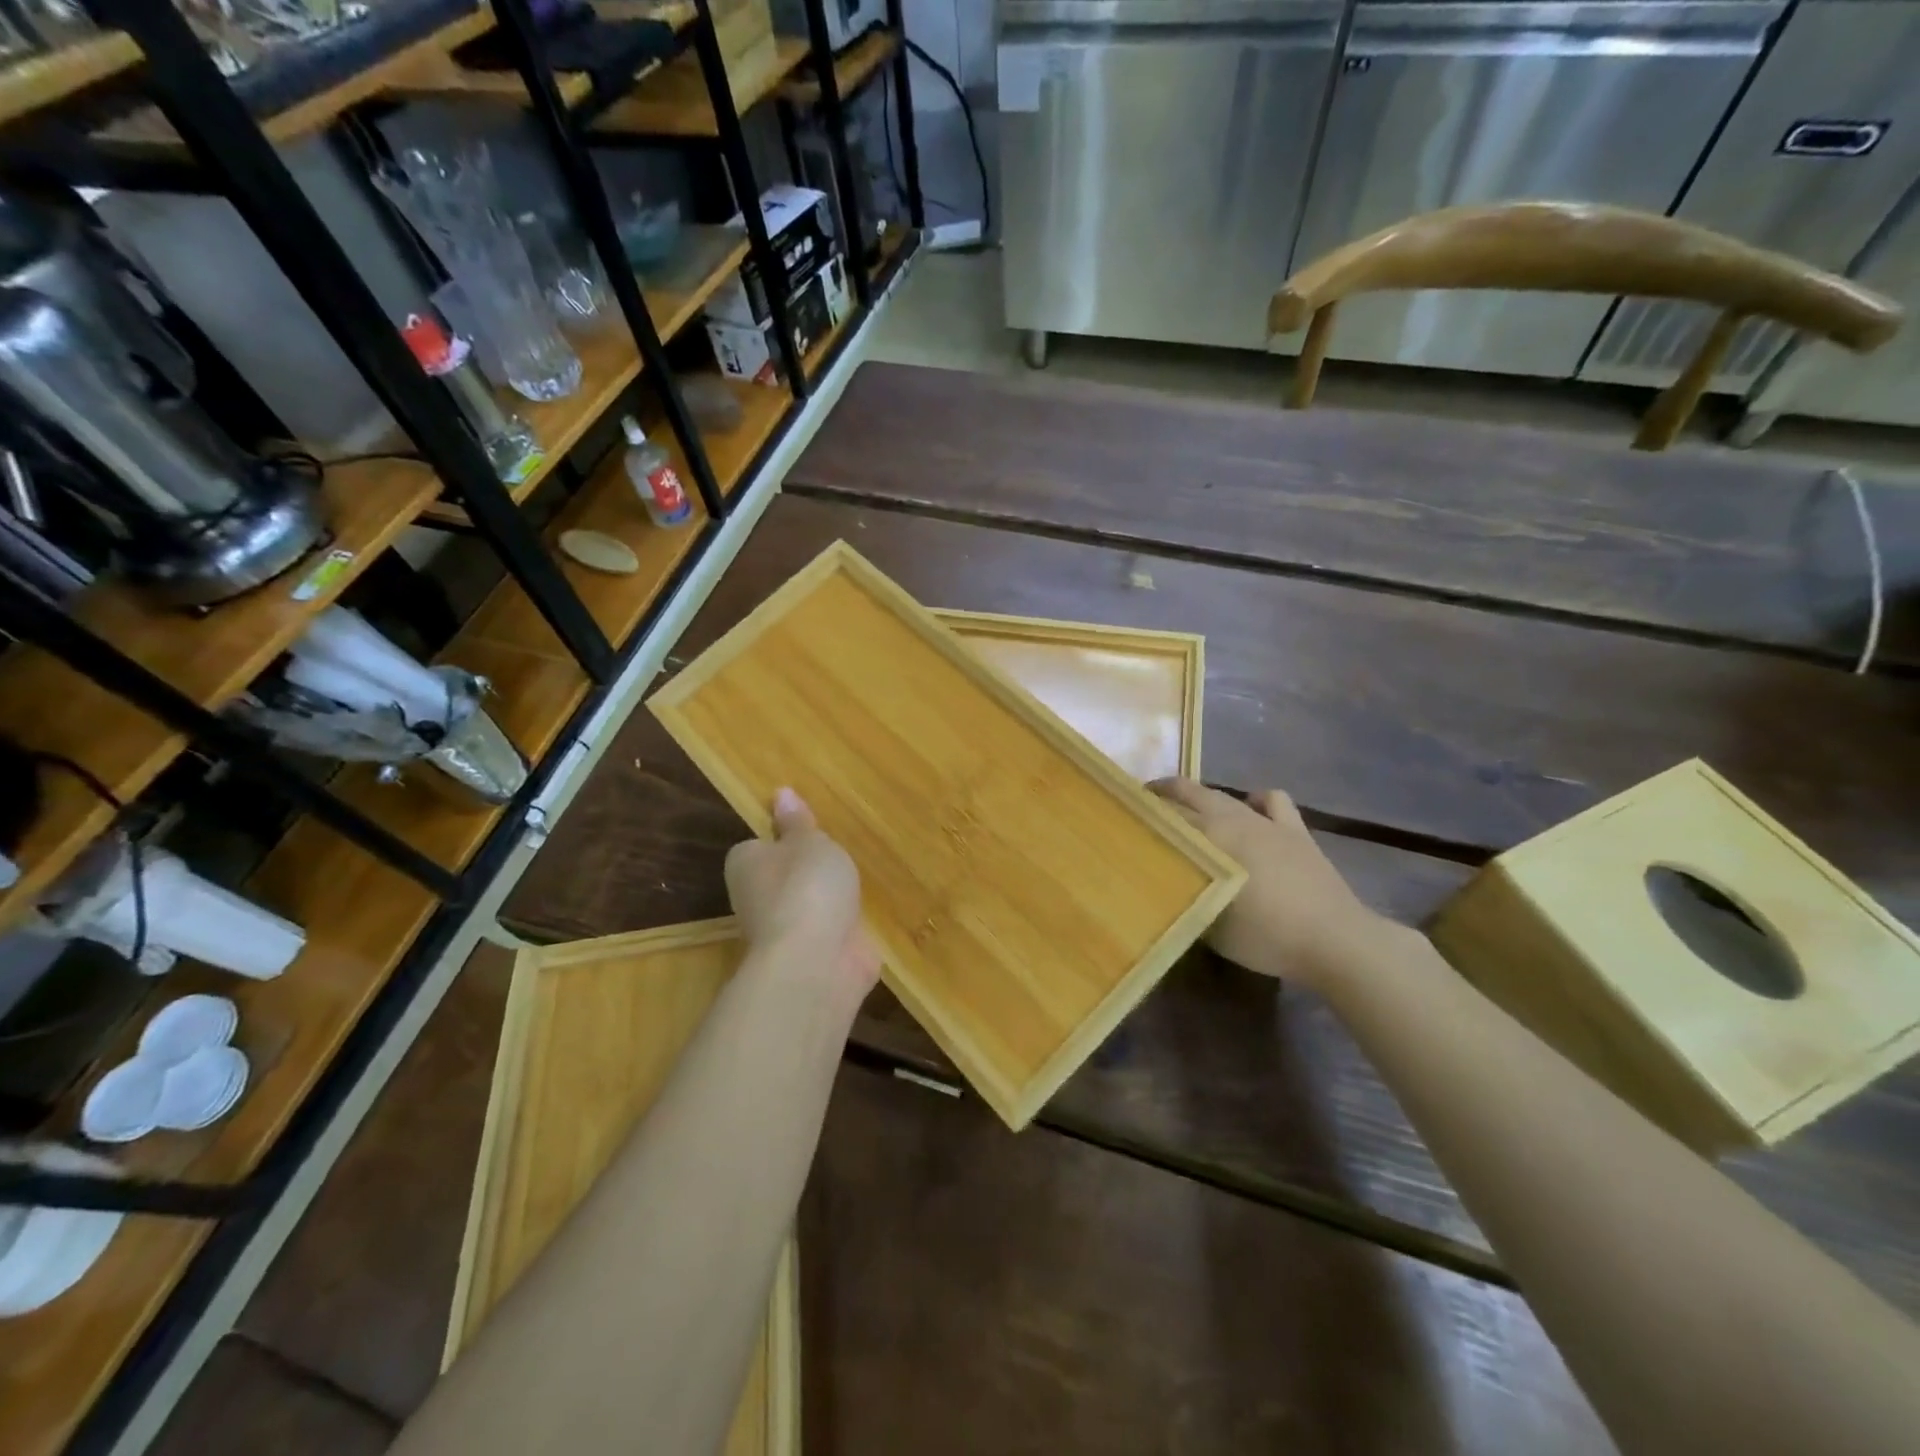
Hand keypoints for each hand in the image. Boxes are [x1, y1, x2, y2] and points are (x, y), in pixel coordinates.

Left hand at [726, 788, 879, 996]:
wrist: (817, 960)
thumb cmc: (807, 886)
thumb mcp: (809, 841)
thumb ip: (798, 822)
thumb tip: (780, 793)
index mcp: (746, 865)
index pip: (758, 846)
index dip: (783, 839)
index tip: (810, 835)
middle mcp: (755, 899)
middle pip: (781, 878)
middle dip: (806, 871)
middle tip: (840, 855)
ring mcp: (782, 932)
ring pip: (804, 907)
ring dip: (826, 900)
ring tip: (857, 882)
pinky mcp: (809, 957)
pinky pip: (827, 932)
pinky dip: (842, 927)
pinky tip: (862, 917)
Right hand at [1149, 778, 1385, 990]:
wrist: (1335, 941)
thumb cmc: (1266, 935)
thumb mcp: (1209, 926)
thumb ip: (1185, 898)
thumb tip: (1165, 888)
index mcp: (1210, 838)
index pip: (1166, 818)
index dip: (1142, 815)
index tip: (1122, 818)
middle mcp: (1233, 820)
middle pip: (1191, 794)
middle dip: (1164, 794)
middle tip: (1143, 802)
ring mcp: (1267, 822)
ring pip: (1225, 796)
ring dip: (1202, 797)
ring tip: (1189, 808)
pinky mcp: (1296, 831)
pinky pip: (1272, 801)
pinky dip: (1256, 801)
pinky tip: (1250, 811)